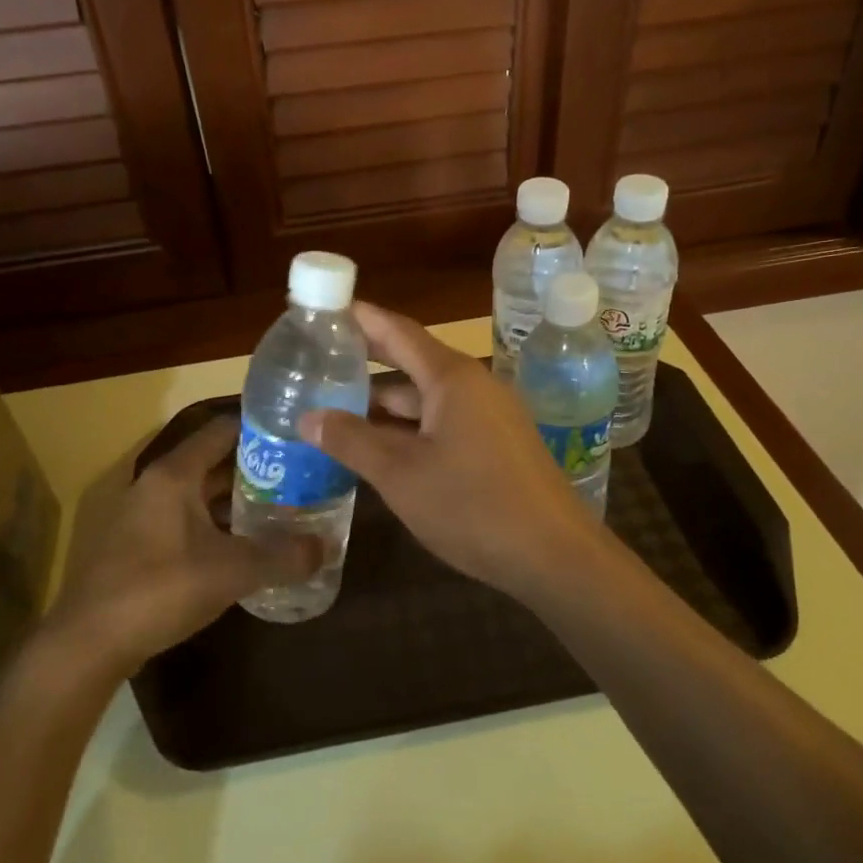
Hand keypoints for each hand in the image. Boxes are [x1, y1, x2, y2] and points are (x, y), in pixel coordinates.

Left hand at [46, 416, 318, 675]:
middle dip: (257, 470)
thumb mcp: (232, 571)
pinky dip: (217, 526)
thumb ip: (283, 556)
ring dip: (237, 501)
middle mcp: (156, 485)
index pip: (223, 431)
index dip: (260, 430)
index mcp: (174, 475)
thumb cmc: (160, 589)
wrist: (87, 644)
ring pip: (200, 496)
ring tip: (283, 510)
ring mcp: (143, 516)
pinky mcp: (138, 547)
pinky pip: (188, 522)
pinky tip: (245, 547)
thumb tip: (326, 548)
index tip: (297, 438)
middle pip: (214, 464)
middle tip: (300, 478)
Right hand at [299, 302, 606, 600]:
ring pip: (426, 397)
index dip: (361, 318)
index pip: (398, 331)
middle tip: (319, 361)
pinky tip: (380, 445)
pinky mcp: (496, 444)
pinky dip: (409, 426)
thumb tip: (308, 417)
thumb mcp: (401, 475)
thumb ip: (352, 441)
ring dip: (385, 403)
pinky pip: (443, 421)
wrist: (553, 554)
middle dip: (367, 362)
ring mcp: (489, 415)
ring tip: (336, 407)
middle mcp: (473, 386)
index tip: (325, 309)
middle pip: (412, 361)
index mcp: (452, 378)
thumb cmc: (472, 506)